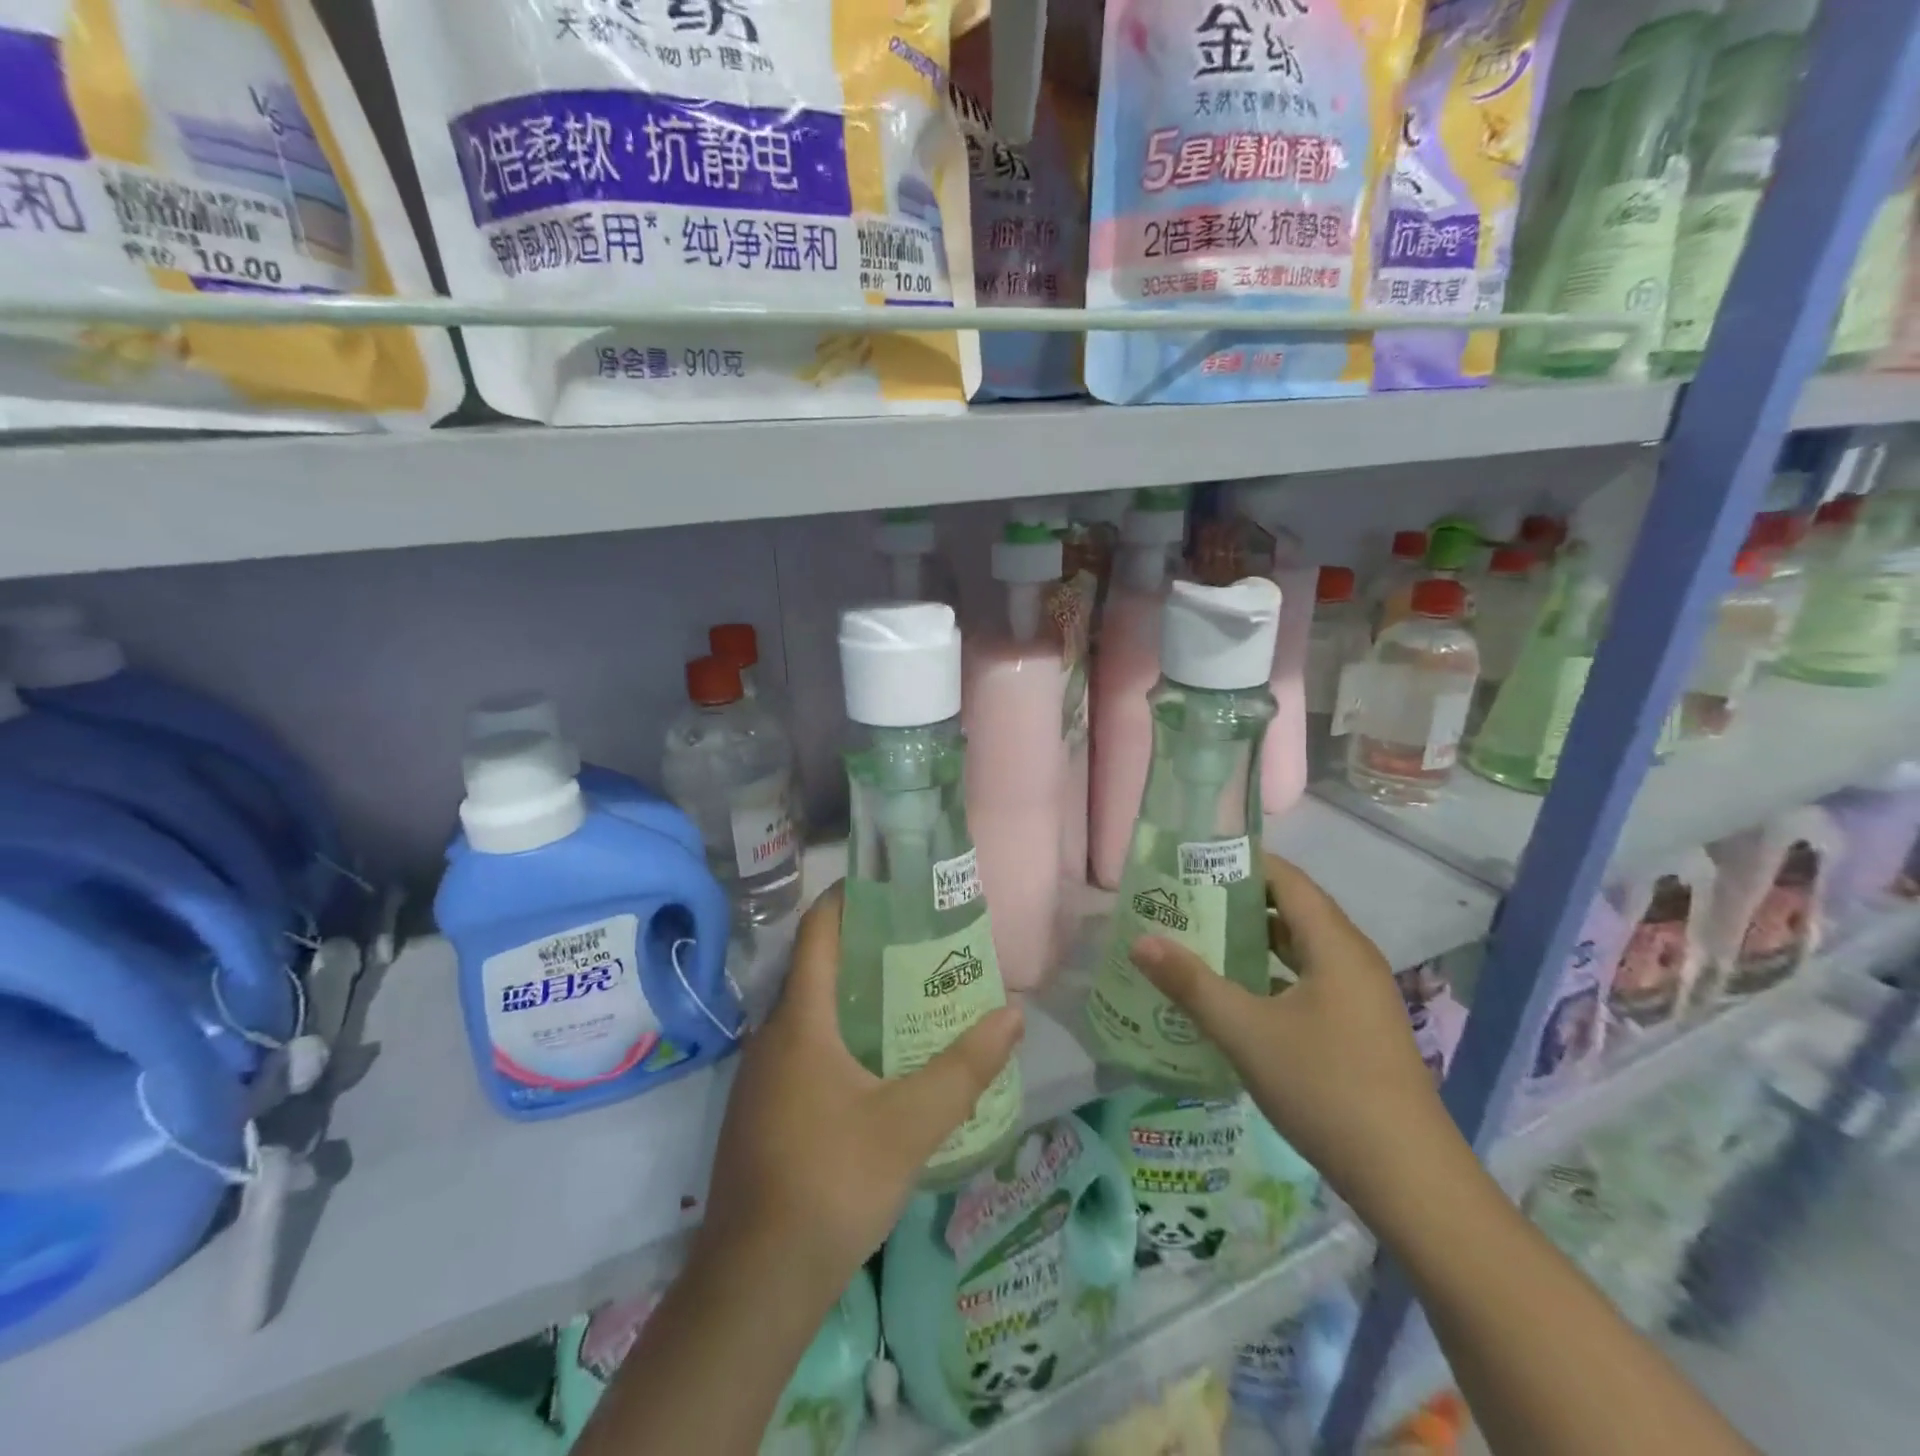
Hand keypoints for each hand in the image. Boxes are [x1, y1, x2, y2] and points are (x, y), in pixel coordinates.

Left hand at [695, 882, 1024, 1299]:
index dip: (846, 899)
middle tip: (920, 942)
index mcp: (800, 1023)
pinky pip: (803, 1049)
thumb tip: (1014, 1015)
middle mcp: (772, 1037)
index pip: (817, 933)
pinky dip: (840, 1035)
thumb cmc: (832, 1184)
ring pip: (810, 1013)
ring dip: (854, 996)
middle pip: (817, 970)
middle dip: (865, 949)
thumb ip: (964, 1069)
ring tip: (909, 994)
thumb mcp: (910, 1124)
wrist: (755, 1283)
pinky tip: (878, 1062)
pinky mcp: (762, 1110)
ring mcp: (761, 1076)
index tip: (887, 884)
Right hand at [1128, 854, 1450, 1203]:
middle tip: (1185, 901)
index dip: (1241, 863)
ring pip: (1302, 948)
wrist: (1409, 1179)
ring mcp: (1360, 996)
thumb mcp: (1246, 1033)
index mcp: (1335, 945)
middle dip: (1239, 900)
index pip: (1286, 878)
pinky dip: (1272, 973)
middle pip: (1293, 909)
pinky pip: (1309, 979)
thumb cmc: (1326, 1088)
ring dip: (1254, 940)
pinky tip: (1237, 995)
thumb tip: (1141, 941)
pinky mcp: (1359, 1028)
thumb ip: (1191, 984)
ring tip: (1201, 939)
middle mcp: (1353, 959)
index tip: (1192, 862)